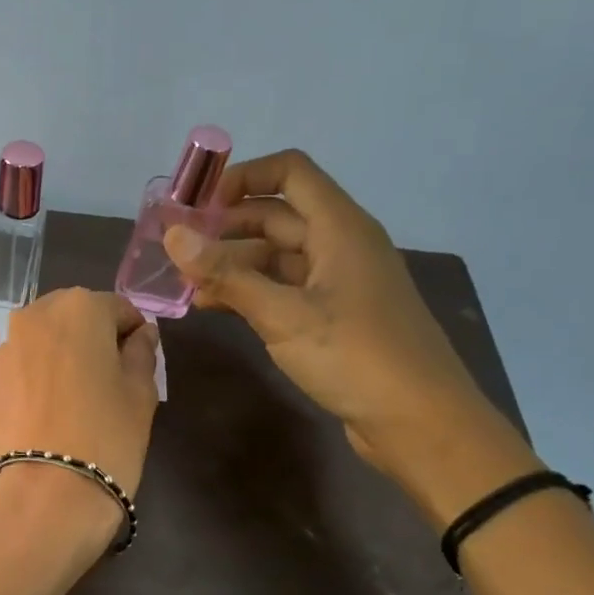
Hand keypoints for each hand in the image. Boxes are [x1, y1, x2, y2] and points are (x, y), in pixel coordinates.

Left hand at [0, 288, 160, 507]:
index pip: (117, 308)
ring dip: (63, 356)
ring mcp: (5, 347)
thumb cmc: (107, 435)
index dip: (133, 333)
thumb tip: (141, 333)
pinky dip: (38, 376)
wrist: (46, 494)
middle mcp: (35, 315)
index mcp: (78, 307)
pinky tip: (51, 411)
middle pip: (74, 317)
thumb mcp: (141, 392)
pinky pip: (23, 366)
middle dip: (93, 338)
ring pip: (44, 340)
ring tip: (78, 397)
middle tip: (110, 378)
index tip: (140, 361)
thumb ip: (142, 352)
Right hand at [163, 150, 522, 492]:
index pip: (290, 172)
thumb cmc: (355, 357)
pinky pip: (285, 288)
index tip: (197, 204)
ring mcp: (339, 282)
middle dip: (226, 226)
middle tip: (178, 248)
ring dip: (233, 263)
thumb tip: (173, 235)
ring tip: (187, 284)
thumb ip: (226, 275)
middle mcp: (341, 245)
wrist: (419, 422)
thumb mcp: (284, 315)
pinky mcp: (335, 315)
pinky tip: (215, 307)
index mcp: (339, 228)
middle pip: (277, 215)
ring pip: (277, 255)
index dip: (242, 177)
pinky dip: (250, 291)